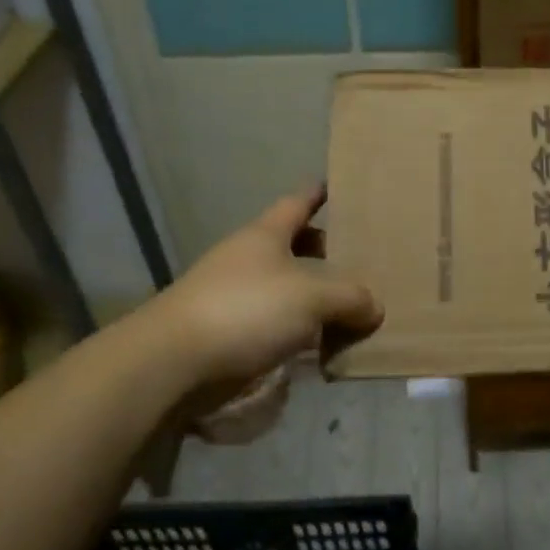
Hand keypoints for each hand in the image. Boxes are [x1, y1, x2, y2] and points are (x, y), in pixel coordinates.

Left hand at [139, 188, 380, 403]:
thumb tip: (374, 307)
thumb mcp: (312, 297)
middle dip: (324, 252)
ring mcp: (236, 299)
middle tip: (361, 260)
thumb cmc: (247, 310)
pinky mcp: (230, 336)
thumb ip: (351, 298)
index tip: (337, 186)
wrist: (174, 363)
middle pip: (293, 248)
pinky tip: (324, 349)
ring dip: (315, 300)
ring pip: (286, 291)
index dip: (318, 194)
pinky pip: (276, 328)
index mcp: (265, 236)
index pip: (297, 203)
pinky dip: (300, 334)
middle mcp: (248, 261)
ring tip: (353, 311)